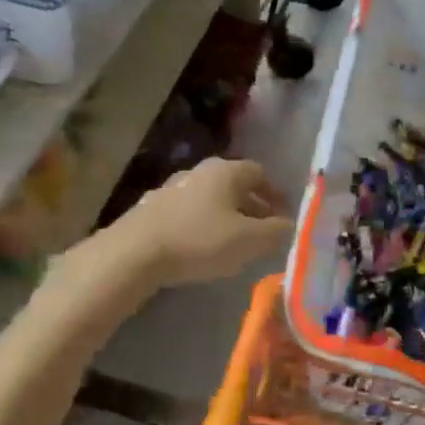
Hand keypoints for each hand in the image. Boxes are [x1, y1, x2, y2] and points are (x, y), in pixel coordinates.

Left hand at [107, 158, 294, 290]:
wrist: (134, 253)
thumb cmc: (199, 241)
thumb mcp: (249, 241)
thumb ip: (275, 231)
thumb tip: (289, 224)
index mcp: (225, 171)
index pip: (259, 173)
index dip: (275, 193)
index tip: (284, 214)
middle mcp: (199, 171)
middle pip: (233, 183)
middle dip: (251, 205)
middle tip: (263, 228)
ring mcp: (171, 187)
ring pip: (209, 197)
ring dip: (225, 214)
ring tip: (233, 240)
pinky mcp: (151, 208)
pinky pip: (187, 211)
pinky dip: (201, 223)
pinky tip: (199, 245)